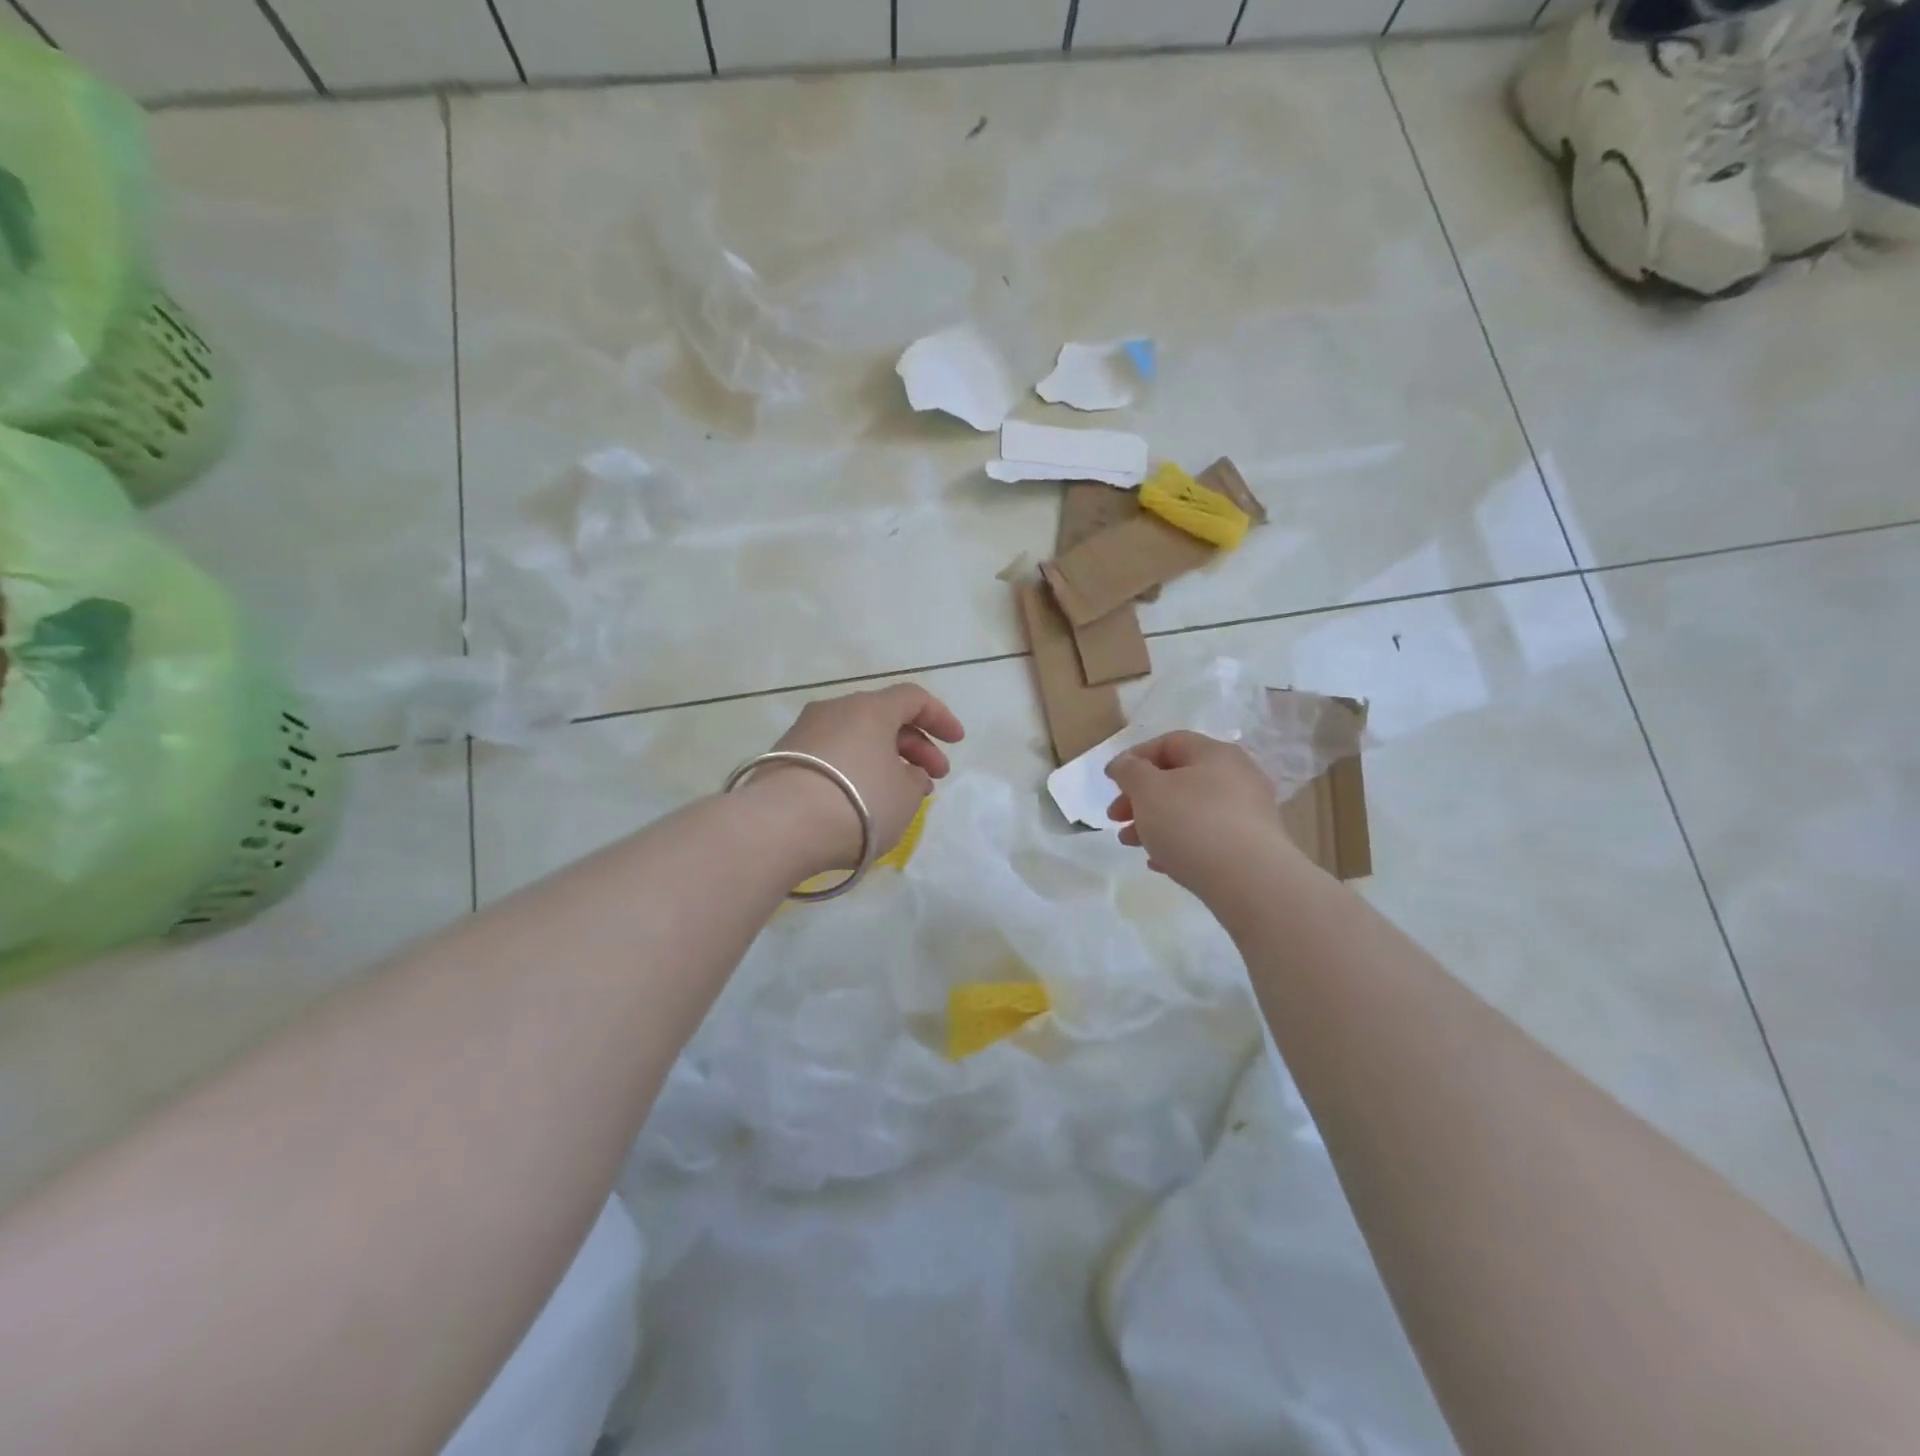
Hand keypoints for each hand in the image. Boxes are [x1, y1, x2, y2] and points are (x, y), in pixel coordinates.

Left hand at [748, 684, 964, 875]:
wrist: (779, 827)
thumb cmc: (858, 803)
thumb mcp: (905, 796)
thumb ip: (915, 780)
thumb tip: (907, 774)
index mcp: (870, 708)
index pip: (913, 698)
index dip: (940, 717)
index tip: (957, 742)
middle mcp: (834, 710)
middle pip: (883, 718)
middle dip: (914, 746)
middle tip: (933, 778)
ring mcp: (803, 733)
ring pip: (855, 737)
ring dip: (883, 760)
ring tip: (897, 794)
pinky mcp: (781, 759)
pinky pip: (831, 756)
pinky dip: (854, 771)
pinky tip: (859, 801)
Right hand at [1105, 732, 1301, 893]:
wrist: (1251, 882)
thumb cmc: (1193, 824)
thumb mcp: (1148, 790)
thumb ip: (1129, 771)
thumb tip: (1124, 764)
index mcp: (1215, 754)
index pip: (1169, 742)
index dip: (1135, 757)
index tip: (1111, 782)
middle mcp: (1237, 777)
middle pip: (1178, 779)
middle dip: (1140, 797)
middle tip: (1115, 817)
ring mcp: (1248, 814)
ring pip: (1190, 811)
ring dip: (1154, 823)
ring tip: (1130, 843)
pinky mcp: (1251, 848)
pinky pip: (1207, 839)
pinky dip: (1179, 845)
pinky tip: (1159, 864)